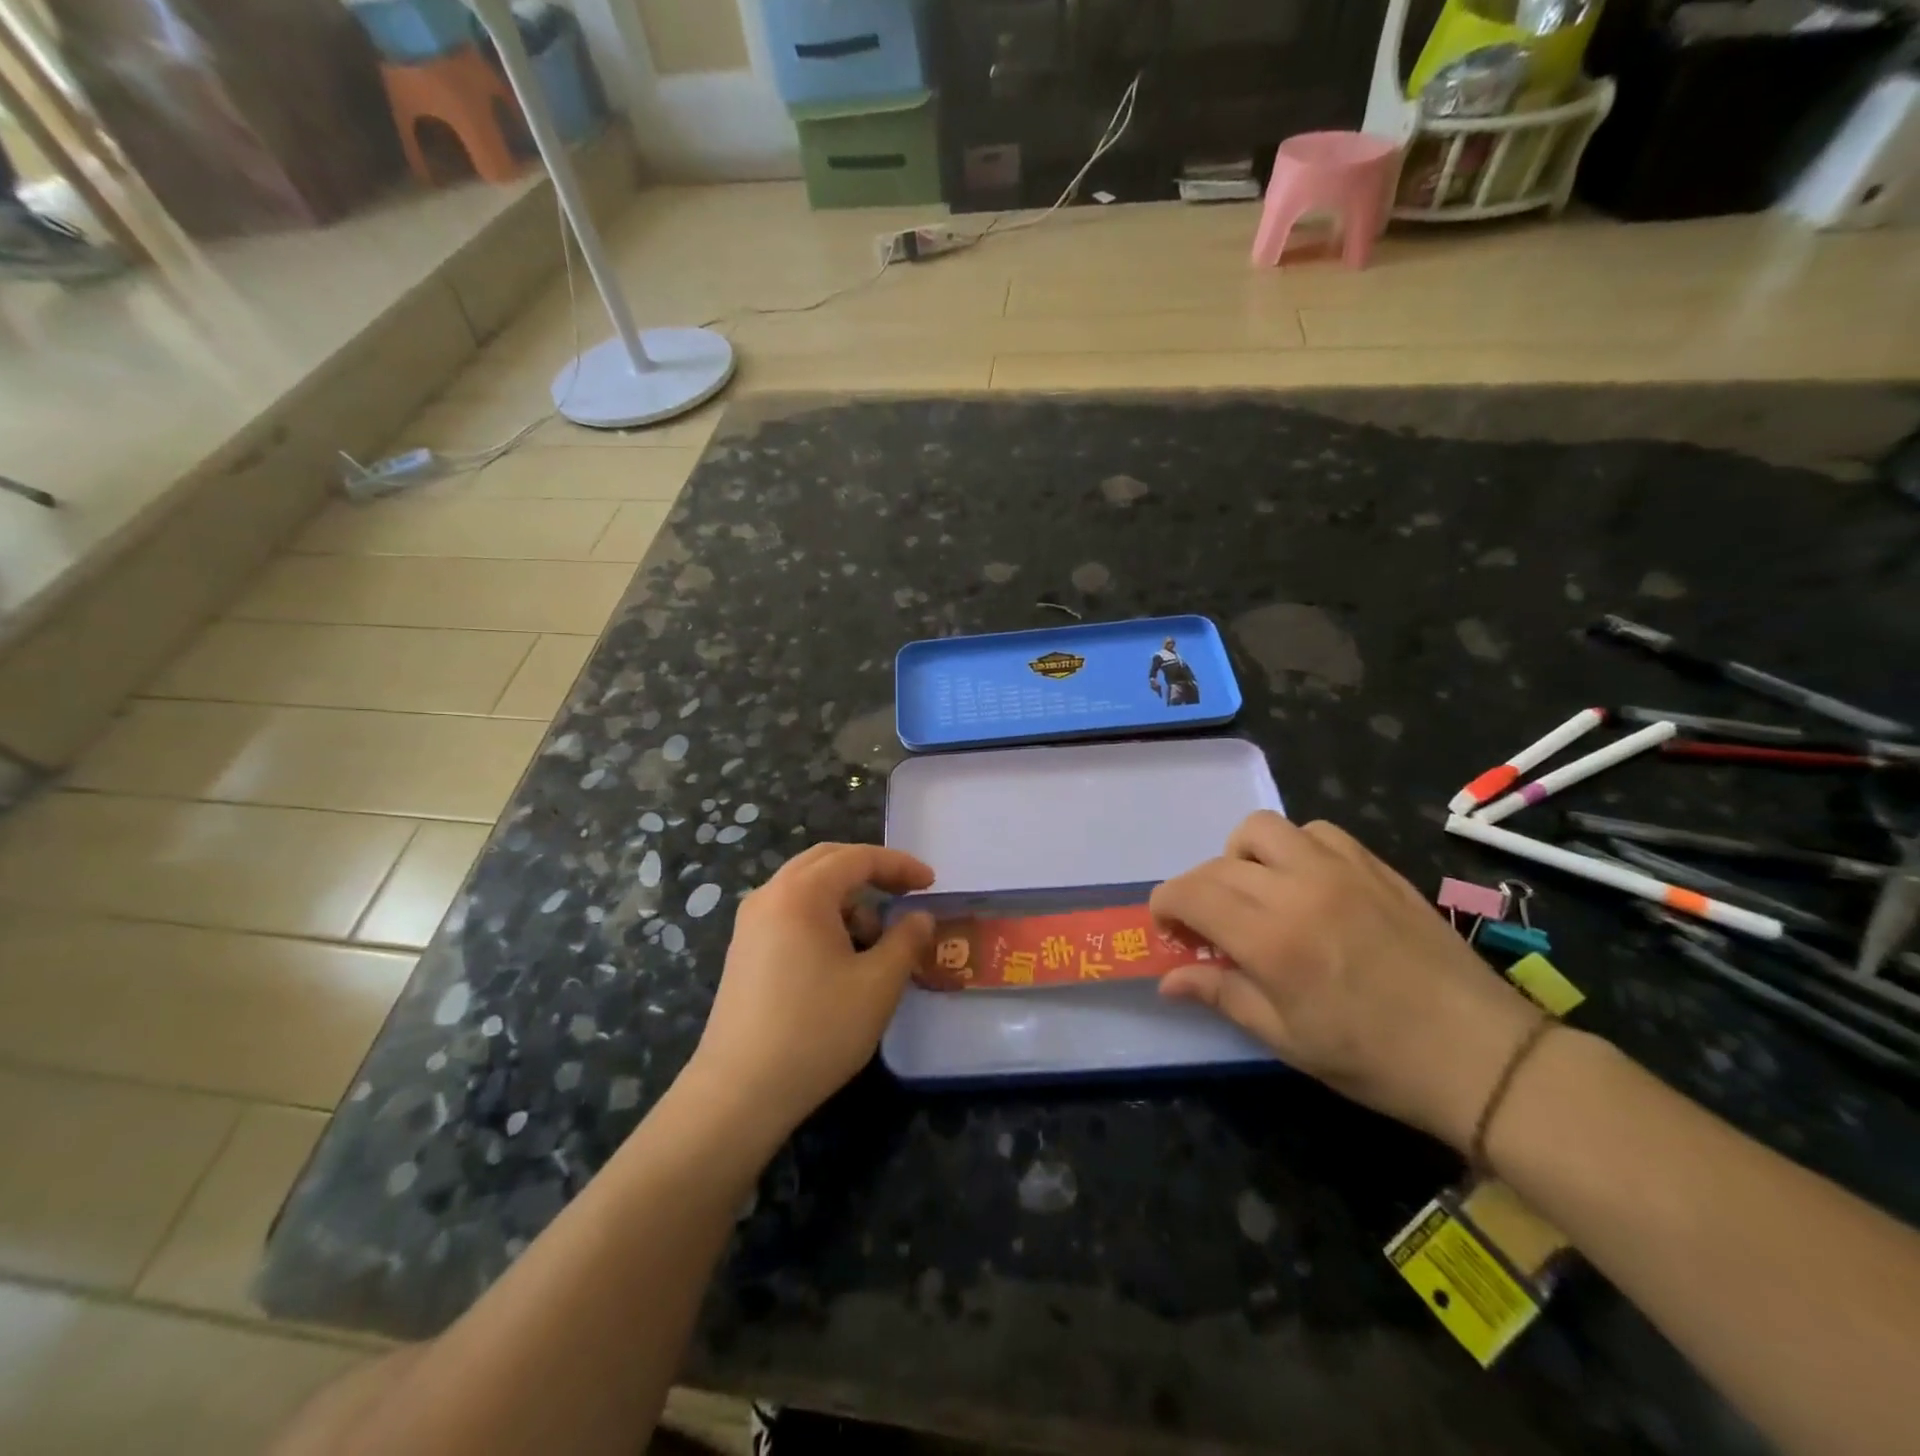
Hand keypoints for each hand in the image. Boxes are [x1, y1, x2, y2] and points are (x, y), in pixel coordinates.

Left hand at [689, 844, 934, 1139]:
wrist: (740, 1092)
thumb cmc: (817, 1030)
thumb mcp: (878, 984)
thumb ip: (907, 940)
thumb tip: (920, 916)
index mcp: (801, 893)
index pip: (858, 857)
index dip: (899, 865)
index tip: (931, 883)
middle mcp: (770, 895)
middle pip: (827, 862)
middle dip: (871, 872)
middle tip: (906, 893)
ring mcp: (751, 923)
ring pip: (808, 889)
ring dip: (847, 900)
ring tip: (874, 941)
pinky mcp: (744, 951)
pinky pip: (791, 913)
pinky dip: (823, 919)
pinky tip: (840, 959)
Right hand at [1151, 812, 1542, 1151]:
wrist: (1480, 1054)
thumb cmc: (1374, 1059)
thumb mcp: (1287, 1039)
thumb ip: (1221, 995)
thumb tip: (1168, 979)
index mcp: (1271, 939)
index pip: (1191, 894)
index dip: (1166, 906)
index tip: (1168, 930)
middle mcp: (1298, 889)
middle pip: (1218, 864)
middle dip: (1196, 890)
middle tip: (1206, 927)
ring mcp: (1339, 869)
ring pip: (1262, 829)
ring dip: (1240, 856)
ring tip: (1254, 893)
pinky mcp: (1373, 865)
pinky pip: (1315, 831)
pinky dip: (1294, 847)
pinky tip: (1305, 882)